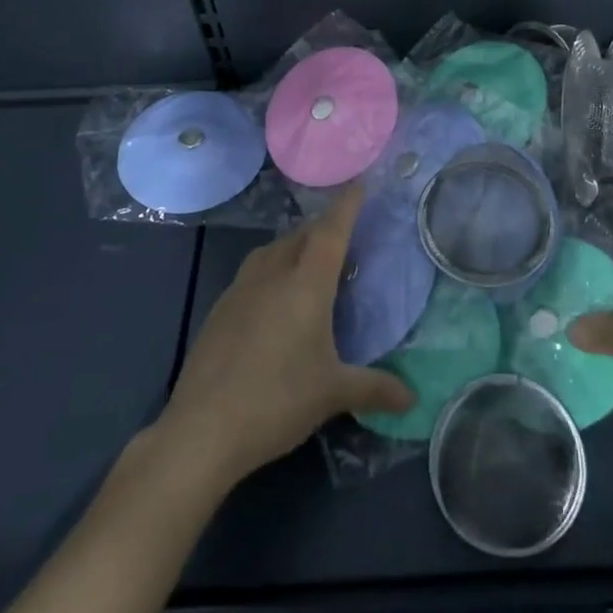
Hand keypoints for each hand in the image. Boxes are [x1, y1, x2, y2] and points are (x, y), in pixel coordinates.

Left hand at [155, 184, 412, 490]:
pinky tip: (274, 299)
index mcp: (306, 283)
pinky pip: (253, 272)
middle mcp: (273, 273)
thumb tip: (411, 398)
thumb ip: (375, 389)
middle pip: (302, 235)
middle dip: (324, 228)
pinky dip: (271, 269)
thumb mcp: (333, 394)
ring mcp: (240, 288)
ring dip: (294, 246)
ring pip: (273, 250)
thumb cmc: (277, 401)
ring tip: (310, 263)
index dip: (348, 205)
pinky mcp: (219, 308)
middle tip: (344, 235)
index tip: (360, 183)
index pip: (332, 231)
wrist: (201, 429)